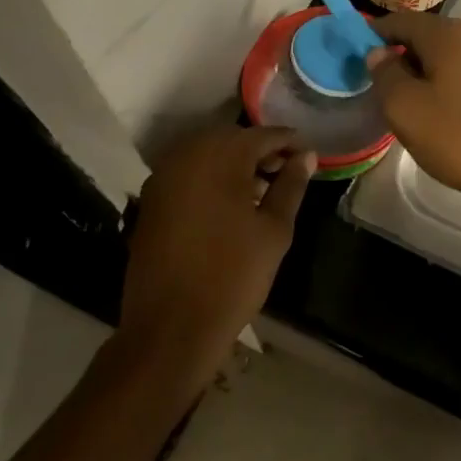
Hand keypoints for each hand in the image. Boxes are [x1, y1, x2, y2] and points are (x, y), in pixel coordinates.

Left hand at [119, 125, 314, 388]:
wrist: (171, 326)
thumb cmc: (233, 275)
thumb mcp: (274, 230)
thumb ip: (290, 186)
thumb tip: (306, 156)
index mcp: (220, 156)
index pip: (263, 135)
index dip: (289, 143)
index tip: (309, 155)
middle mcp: (186, 155)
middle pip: (231, 139)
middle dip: (261, 150)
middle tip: (287, 171)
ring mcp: (163, 177)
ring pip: (207, 155)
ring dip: (235, 164)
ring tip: (263, 190)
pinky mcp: (151, 200)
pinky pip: (188, 174)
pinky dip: (211, 178)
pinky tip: (231, 203)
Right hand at [364, 11, 460, 208]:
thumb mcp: (406, 109)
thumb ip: (386, 75)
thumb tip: (378, 53)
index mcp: (447, 35)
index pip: (401, 20)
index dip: (375, 33)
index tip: (356, 54)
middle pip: (427, 36)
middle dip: (399, 54)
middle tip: (378, 84)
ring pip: (447, 58)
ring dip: (423, 73)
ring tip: (406, 103)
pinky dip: (446, 86)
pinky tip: (440, 114)